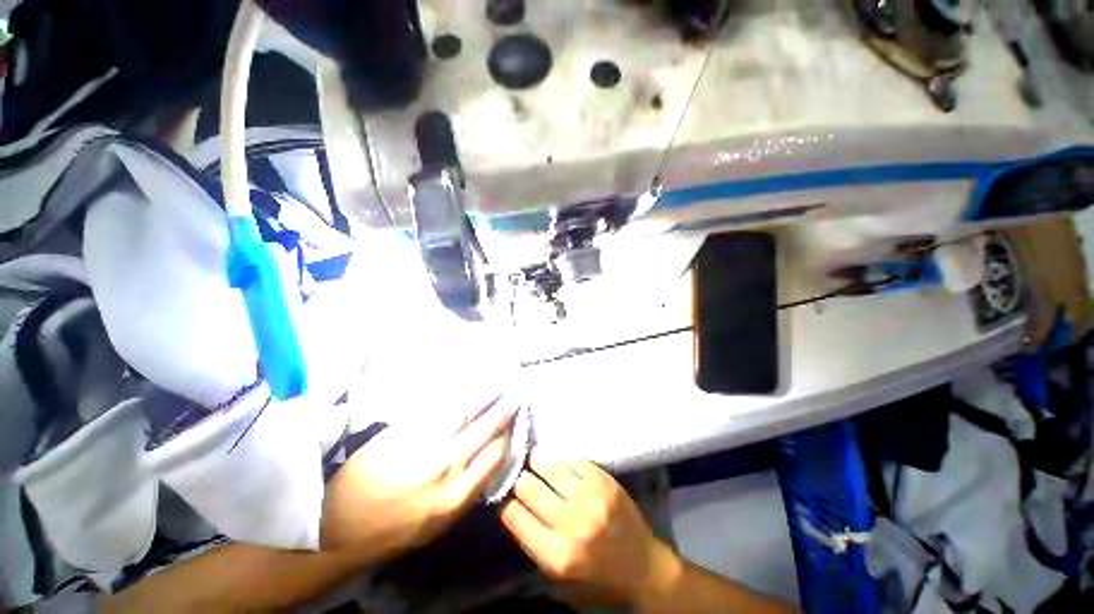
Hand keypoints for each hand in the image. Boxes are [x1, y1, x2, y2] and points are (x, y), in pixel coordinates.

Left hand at [319, 401, 515, 558]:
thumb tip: (487, 460)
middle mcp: (446, 466)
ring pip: (464, 411)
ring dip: (482, 396)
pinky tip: (464, 386)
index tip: (512, 423)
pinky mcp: (403, 431)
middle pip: (485, 428)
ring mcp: (424, 444)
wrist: (342, 526)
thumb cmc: (394, 530)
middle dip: (503, 409)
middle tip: (514, 393)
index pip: (495, 454)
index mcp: (456, 495)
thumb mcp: (439, 524)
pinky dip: (454, 396)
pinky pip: (437, 408)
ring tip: (494, 381)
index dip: (507, 435)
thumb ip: (467, 491)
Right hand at [500, 451, 679, 608]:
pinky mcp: (605, 481)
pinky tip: (560, 464)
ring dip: (537, 461)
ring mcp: (590, 498)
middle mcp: (571, 524)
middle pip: (528, 487)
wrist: (644, 569)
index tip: (507, 496)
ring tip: (534, 460)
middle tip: (520, 476)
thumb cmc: (597, 580)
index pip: (514, 515)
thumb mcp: (558, 578)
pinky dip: (563, 461)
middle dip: (519, 480)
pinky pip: (573, 460)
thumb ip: (533, 543)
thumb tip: (513, 506)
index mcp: (556, 555)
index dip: (506, 503)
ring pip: (550, 466)